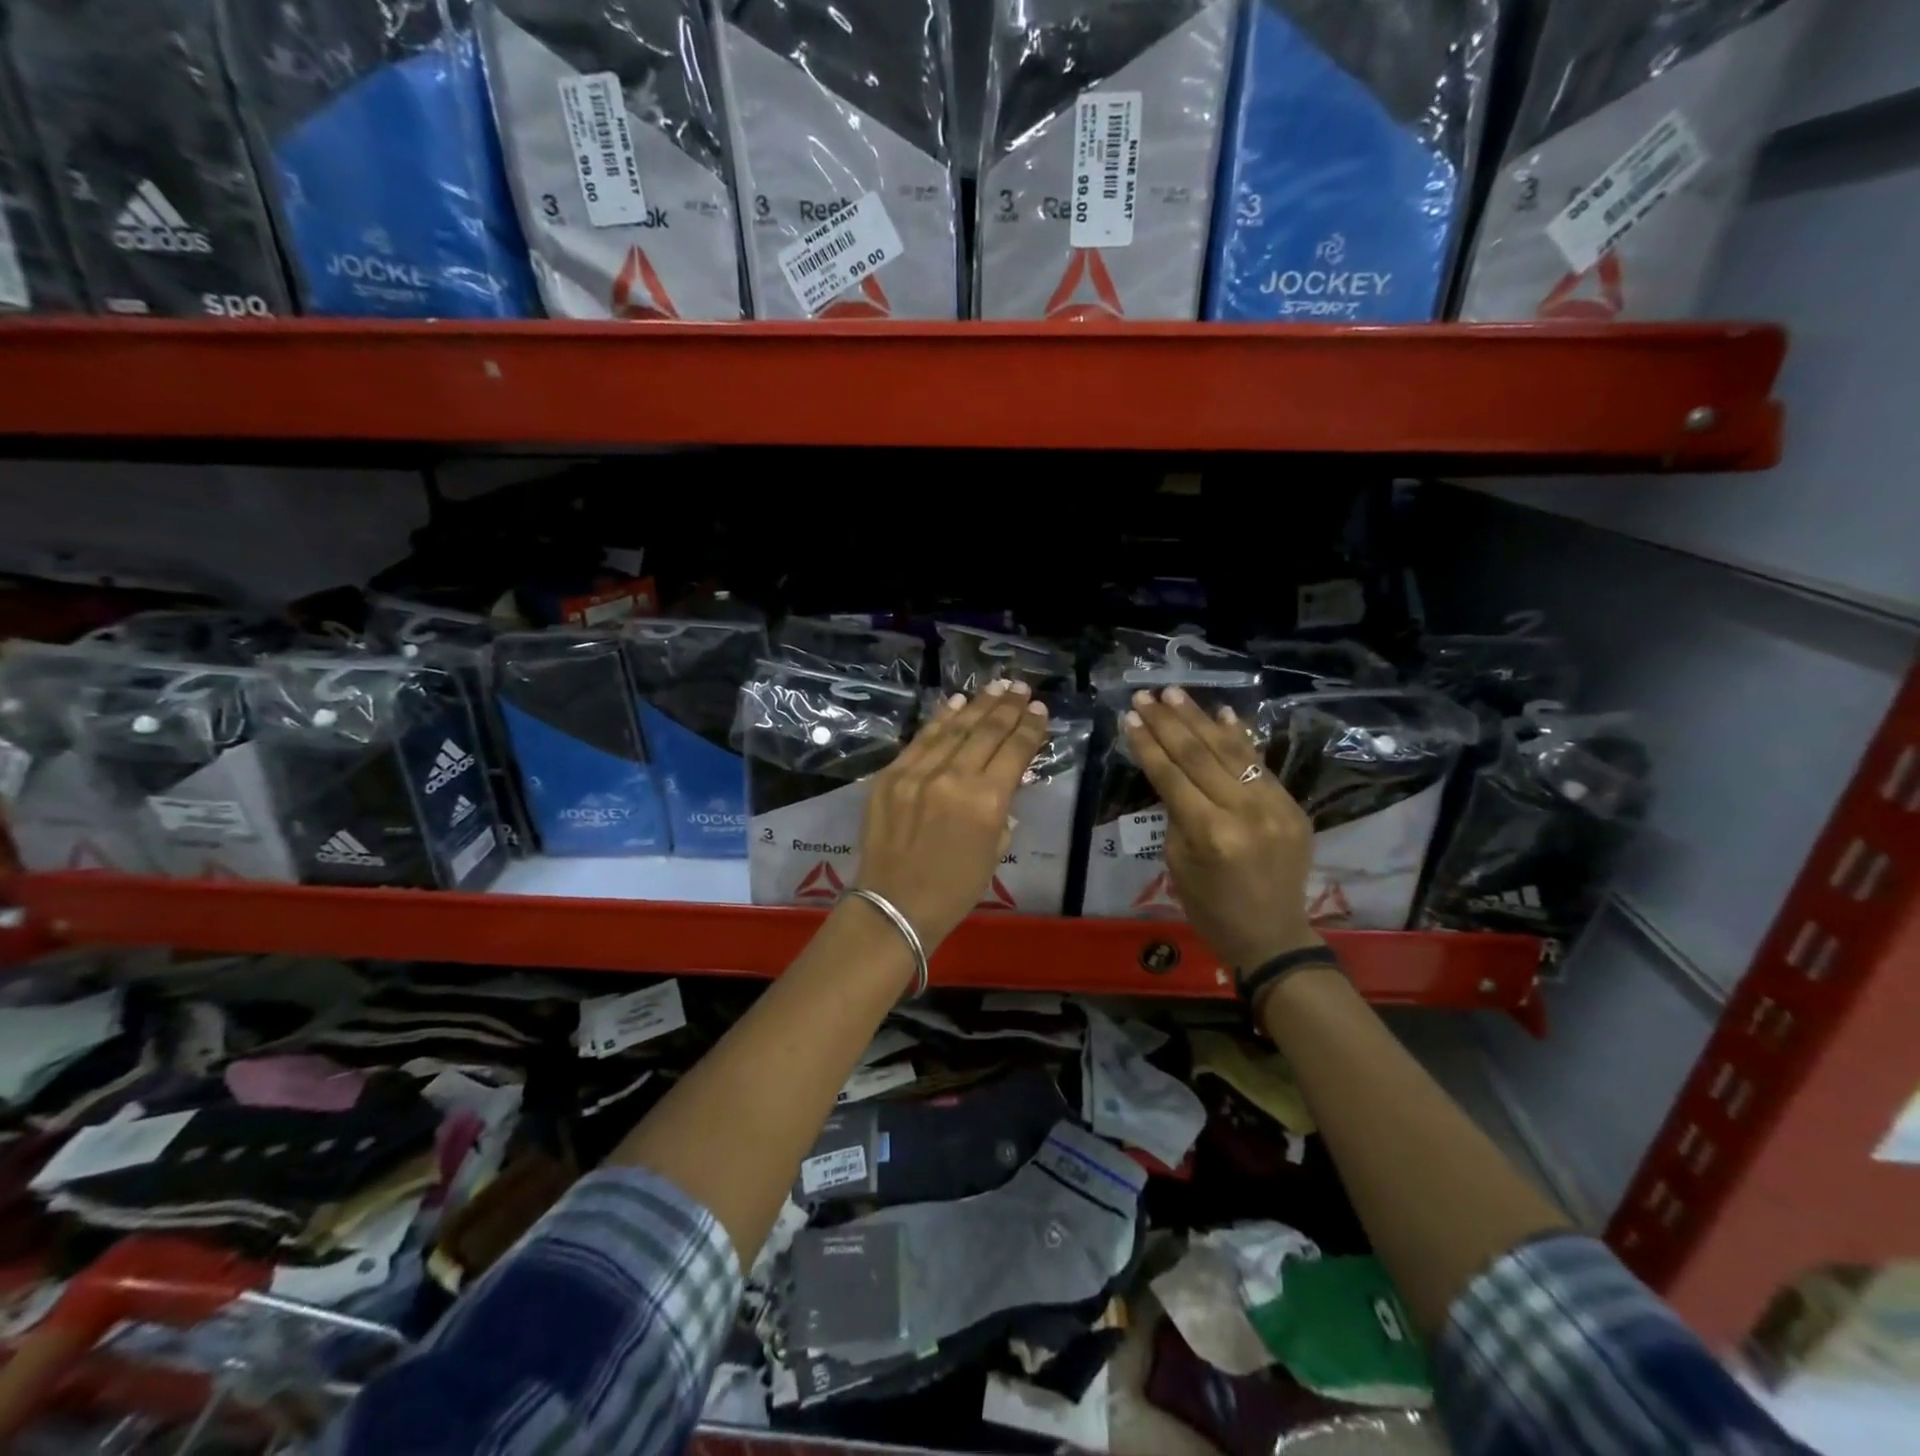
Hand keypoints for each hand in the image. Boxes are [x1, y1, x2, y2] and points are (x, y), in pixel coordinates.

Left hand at [853, 681, 1051, 950]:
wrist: (894, 905)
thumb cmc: (954, 889)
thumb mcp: (994, 851)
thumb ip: (1002, 810)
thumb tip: (1004, 783)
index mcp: (986, 802)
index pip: (1014, 751)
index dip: (1030, 727)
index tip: (1040, 709)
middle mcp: (954, 778)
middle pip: (986, 731)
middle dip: (1007, 707)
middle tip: (1021, 688)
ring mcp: (918, 773)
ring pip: (954, 727)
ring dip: (978, 704)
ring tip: (996, 686)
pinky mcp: (891, 774)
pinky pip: (921, 739)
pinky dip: (941, 718)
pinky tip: (957, 702)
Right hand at [1124, 687, 1320, 969]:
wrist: (1272, 935)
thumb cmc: (1210, 908)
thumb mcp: (1177, 862)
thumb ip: (1176, 813)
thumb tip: (1172, 771)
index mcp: (1210, 833)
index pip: (1172, 775)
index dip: (1147, 744)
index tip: (1129, 717)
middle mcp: (1245, 812)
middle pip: (1200, 755)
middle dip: (1168, 722)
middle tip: (1146, 696)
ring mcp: (1275, 806)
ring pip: (1231, 751)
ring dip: (1200, 719)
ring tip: (1175, 694)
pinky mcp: (1293, 806)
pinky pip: (1260, 764)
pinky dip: (1240, 737)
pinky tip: (1222, 713)